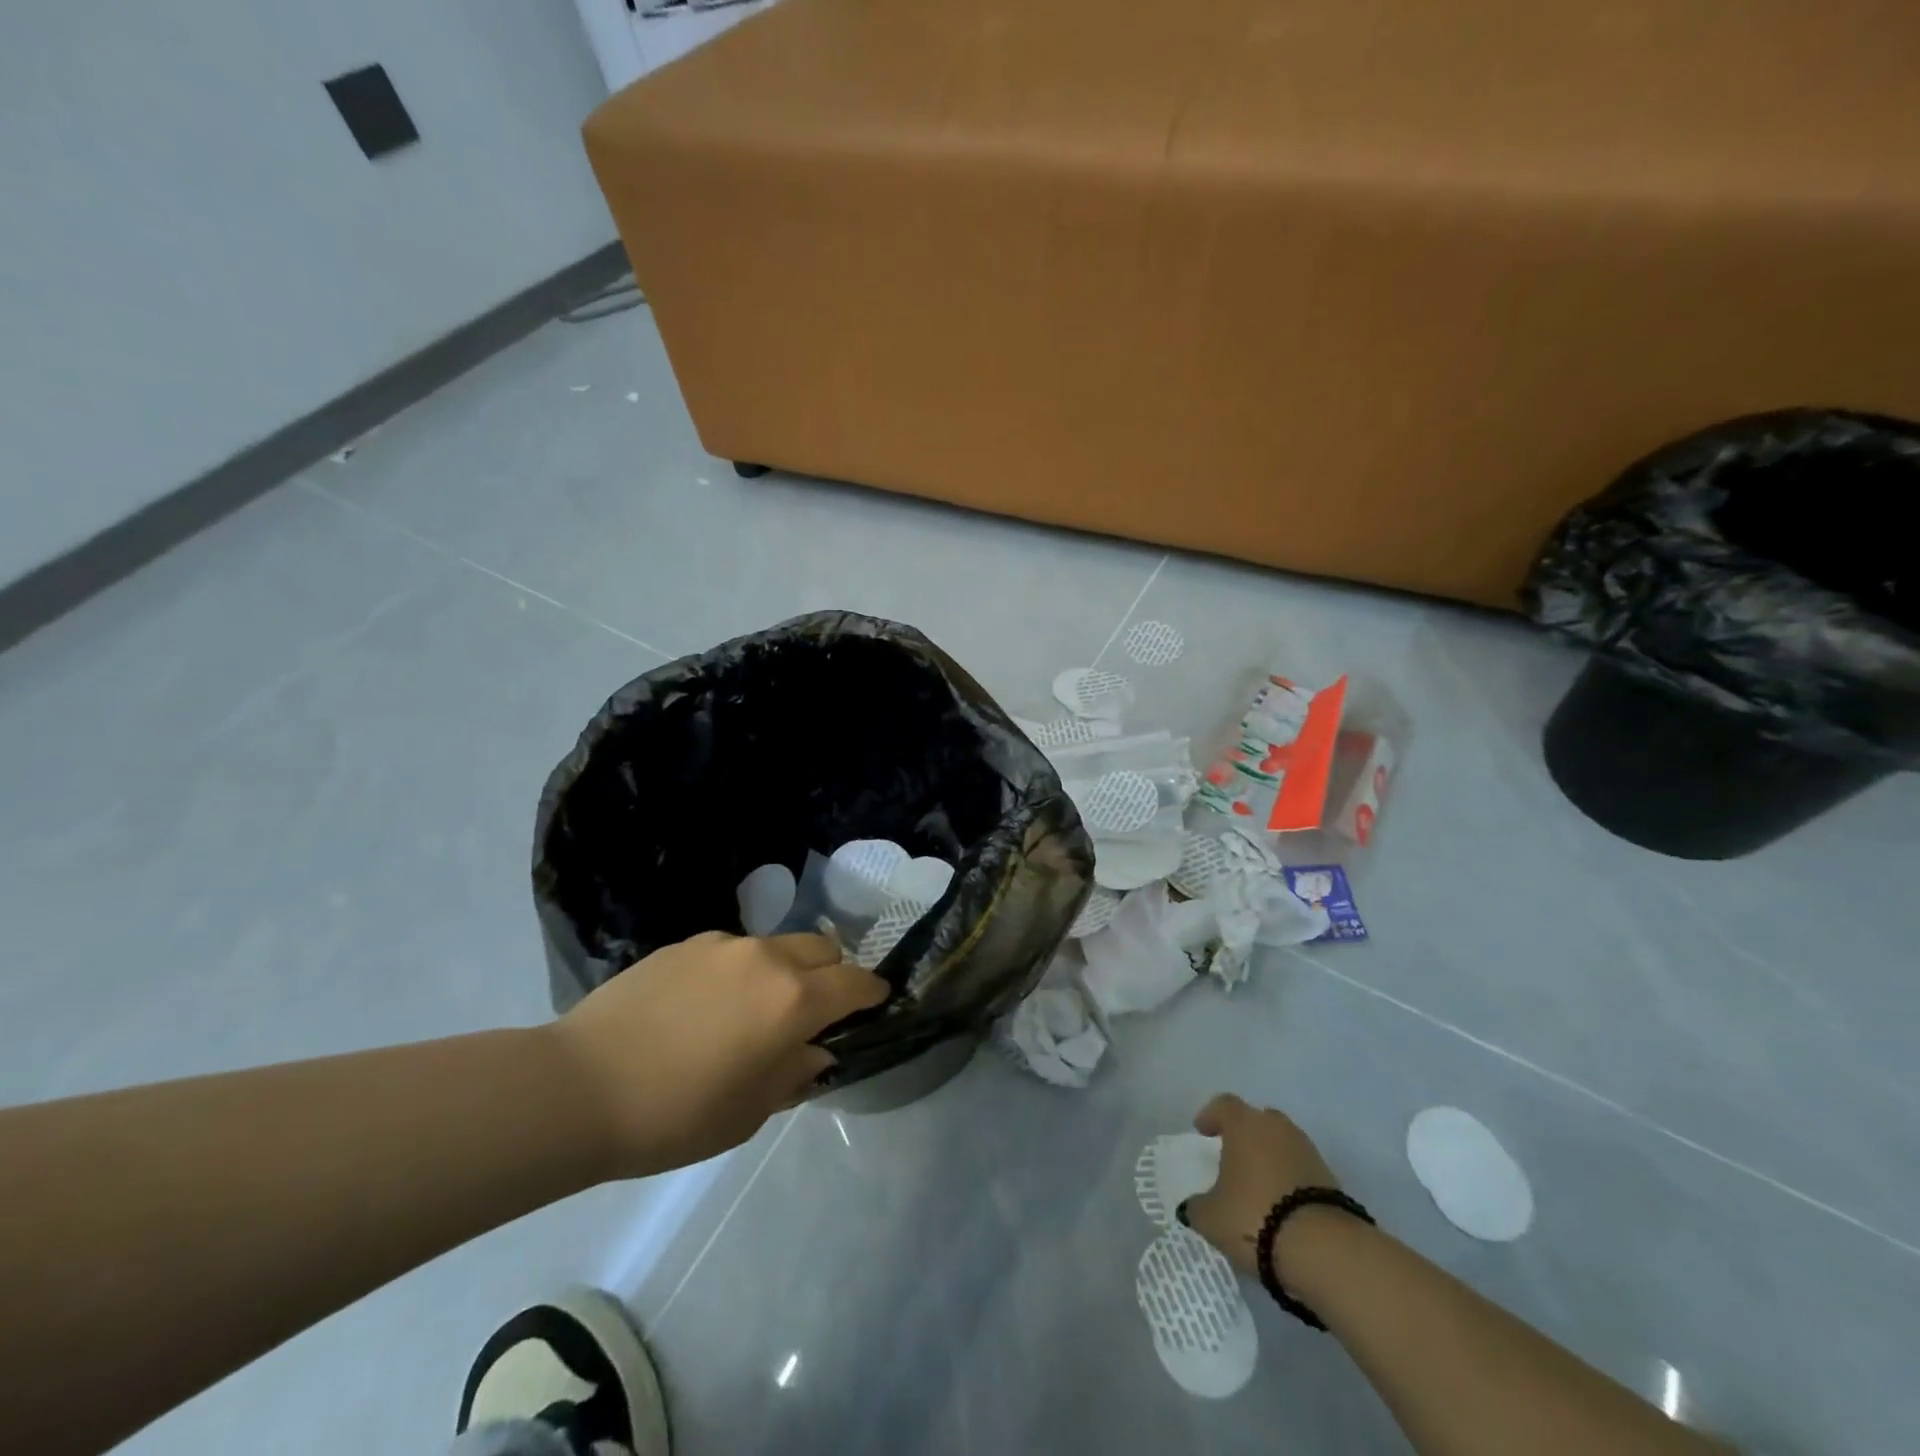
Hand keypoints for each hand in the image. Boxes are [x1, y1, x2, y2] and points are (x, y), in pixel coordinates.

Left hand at [547, 931, 887, 1177]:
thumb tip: (814, 1051)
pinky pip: (731, 950)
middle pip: (822, 948)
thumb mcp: (748, 1113)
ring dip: (783, 971)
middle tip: (813, 1011)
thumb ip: (794, 1073)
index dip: (872, 993)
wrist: (577, 1088)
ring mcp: (722, 945)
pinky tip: (704, 1007)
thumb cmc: (674, 1115)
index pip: (854, 983)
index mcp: (793, 1000)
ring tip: (752, 1010)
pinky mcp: (684, 943)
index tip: (874, 1004)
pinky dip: (739, 971)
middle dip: (831, 974)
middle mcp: (766, 958)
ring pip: (776, 946)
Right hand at [1183, 1093, 1340, 1276]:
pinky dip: (1290, 1180)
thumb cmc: (1253, 1217)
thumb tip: (1192, 1206)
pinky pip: (1301, 1169)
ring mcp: (1307, 1151)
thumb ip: (1197, 1207)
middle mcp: (1276, 1128)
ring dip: (1270, 1157)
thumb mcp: (1211, 1218)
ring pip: (1283, 1143)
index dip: (1211, 1115)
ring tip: (1259, 1186)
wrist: (1323, 1248)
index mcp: (1243, 1125)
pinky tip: (1283, 1205)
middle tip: (1233, 1156)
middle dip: (1245, 1134)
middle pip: (1258, 1120)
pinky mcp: (1331, 1179)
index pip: (1224, 1105)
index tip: (1203, 1131)